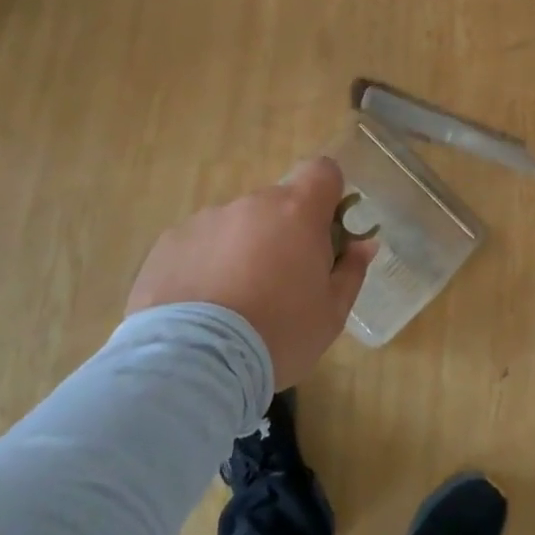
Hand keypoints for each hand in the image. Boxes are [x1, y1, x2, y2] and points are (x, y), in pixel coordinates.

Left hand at [126, 157, 376, 388]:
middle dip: (283, 232)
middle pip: (277, 204)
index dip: (328, 194)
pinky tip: (200, 307)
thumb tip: (364, 244)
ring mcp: (207, 219)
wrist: (194, 363)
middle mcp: (252, 204)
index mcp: (298, 212)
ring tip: (232, 302)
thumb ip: (351, 271)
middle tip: (280, 282)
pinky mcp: (169, 242)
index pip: (322, 171)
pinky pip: (199, 244)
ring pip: (237, 225)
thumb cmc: (278, 335)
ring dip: (242, 249)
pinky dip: (205, 264)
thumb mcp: (331, 314)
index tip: (326, 229)